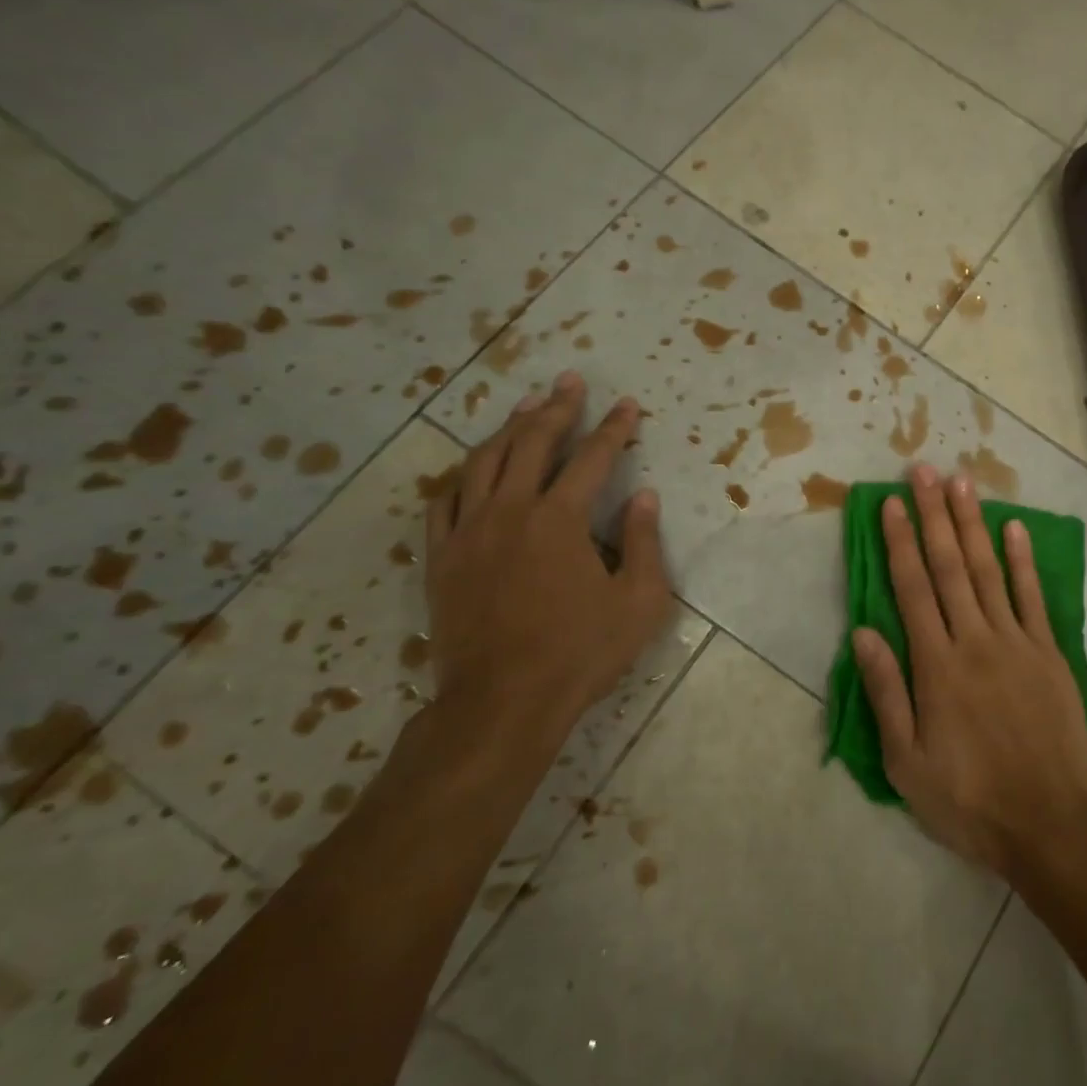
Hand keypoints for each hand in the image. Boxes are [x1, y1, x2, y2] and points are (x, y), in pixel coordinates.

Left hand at [424, 371, 671, 740]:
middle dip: (556, 407)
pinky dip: (463, 475)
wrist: (501, 703)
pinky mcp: (441, 557)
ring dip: (509, 428)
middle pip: (532, 442)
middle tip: (570, 382)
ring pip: (484, 461)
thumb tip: (645, 497)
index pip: (593, 458)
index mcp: (560, 520)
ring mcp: (469, 532)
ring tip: (527, 405)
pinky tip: (474, 467)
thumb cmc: (580, 653)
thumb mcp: (639, 602)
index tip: (628, 405)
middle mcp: (511, 511)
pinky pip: (444, 501)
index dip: (614, 428)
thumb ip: (644, 543)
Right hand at [853, 462, 1086, 879]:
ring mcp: (1017, 642)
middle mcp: (975, 640)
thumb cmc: (968, 798)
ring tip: (962, 484)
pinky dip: (1024, 560)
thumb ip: (886, 693)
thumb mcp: (907, 762)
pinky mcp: (1049, 653)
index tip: (891, 504)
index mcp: (936, 665)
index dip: (900, 542)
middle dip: (934, 515)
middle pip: (949, 566)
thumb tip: (863, 633)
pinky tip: (1014, 528)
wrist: (1048, 824)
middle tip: (923, 472)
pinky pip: (1034, 597)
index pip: (912, 589)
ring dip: (973, 524)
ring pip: (988, 571)